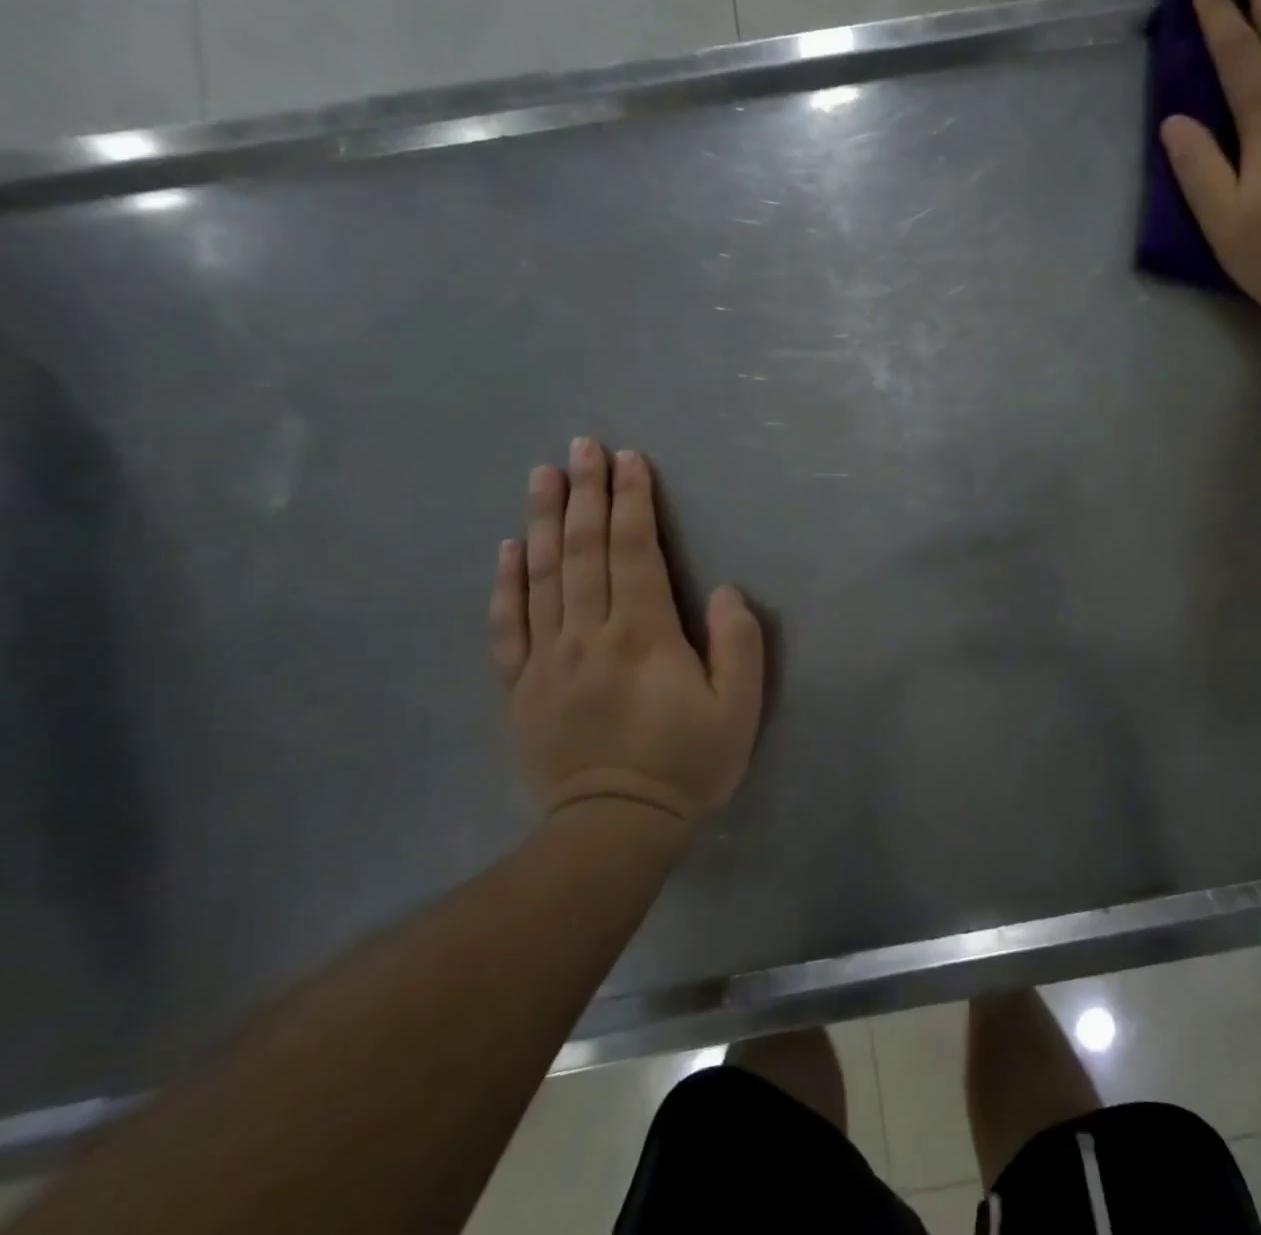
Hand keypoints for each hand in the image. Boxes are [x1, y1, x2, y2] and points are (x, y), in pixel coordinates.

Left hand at [490, 439, 763, 835]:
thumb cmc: (686, 764)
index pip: (635, 551)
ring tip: (543, 475)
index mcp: (644, 634)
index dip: (633, 501)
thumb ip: (737, 644)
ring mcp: (547, 659)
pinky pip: (508, 624)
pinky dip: (506, 581)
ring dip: (544, 520)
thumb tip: (721, 591)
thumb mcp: (738, 708)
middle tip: (582, 446)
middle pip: (584, 550)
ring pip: (542, 576)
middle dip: (587, 493)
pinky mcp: (520, 687)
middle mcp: (589, 634)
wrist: (613, 830)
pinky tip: (508, 547)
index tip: (628, 459)